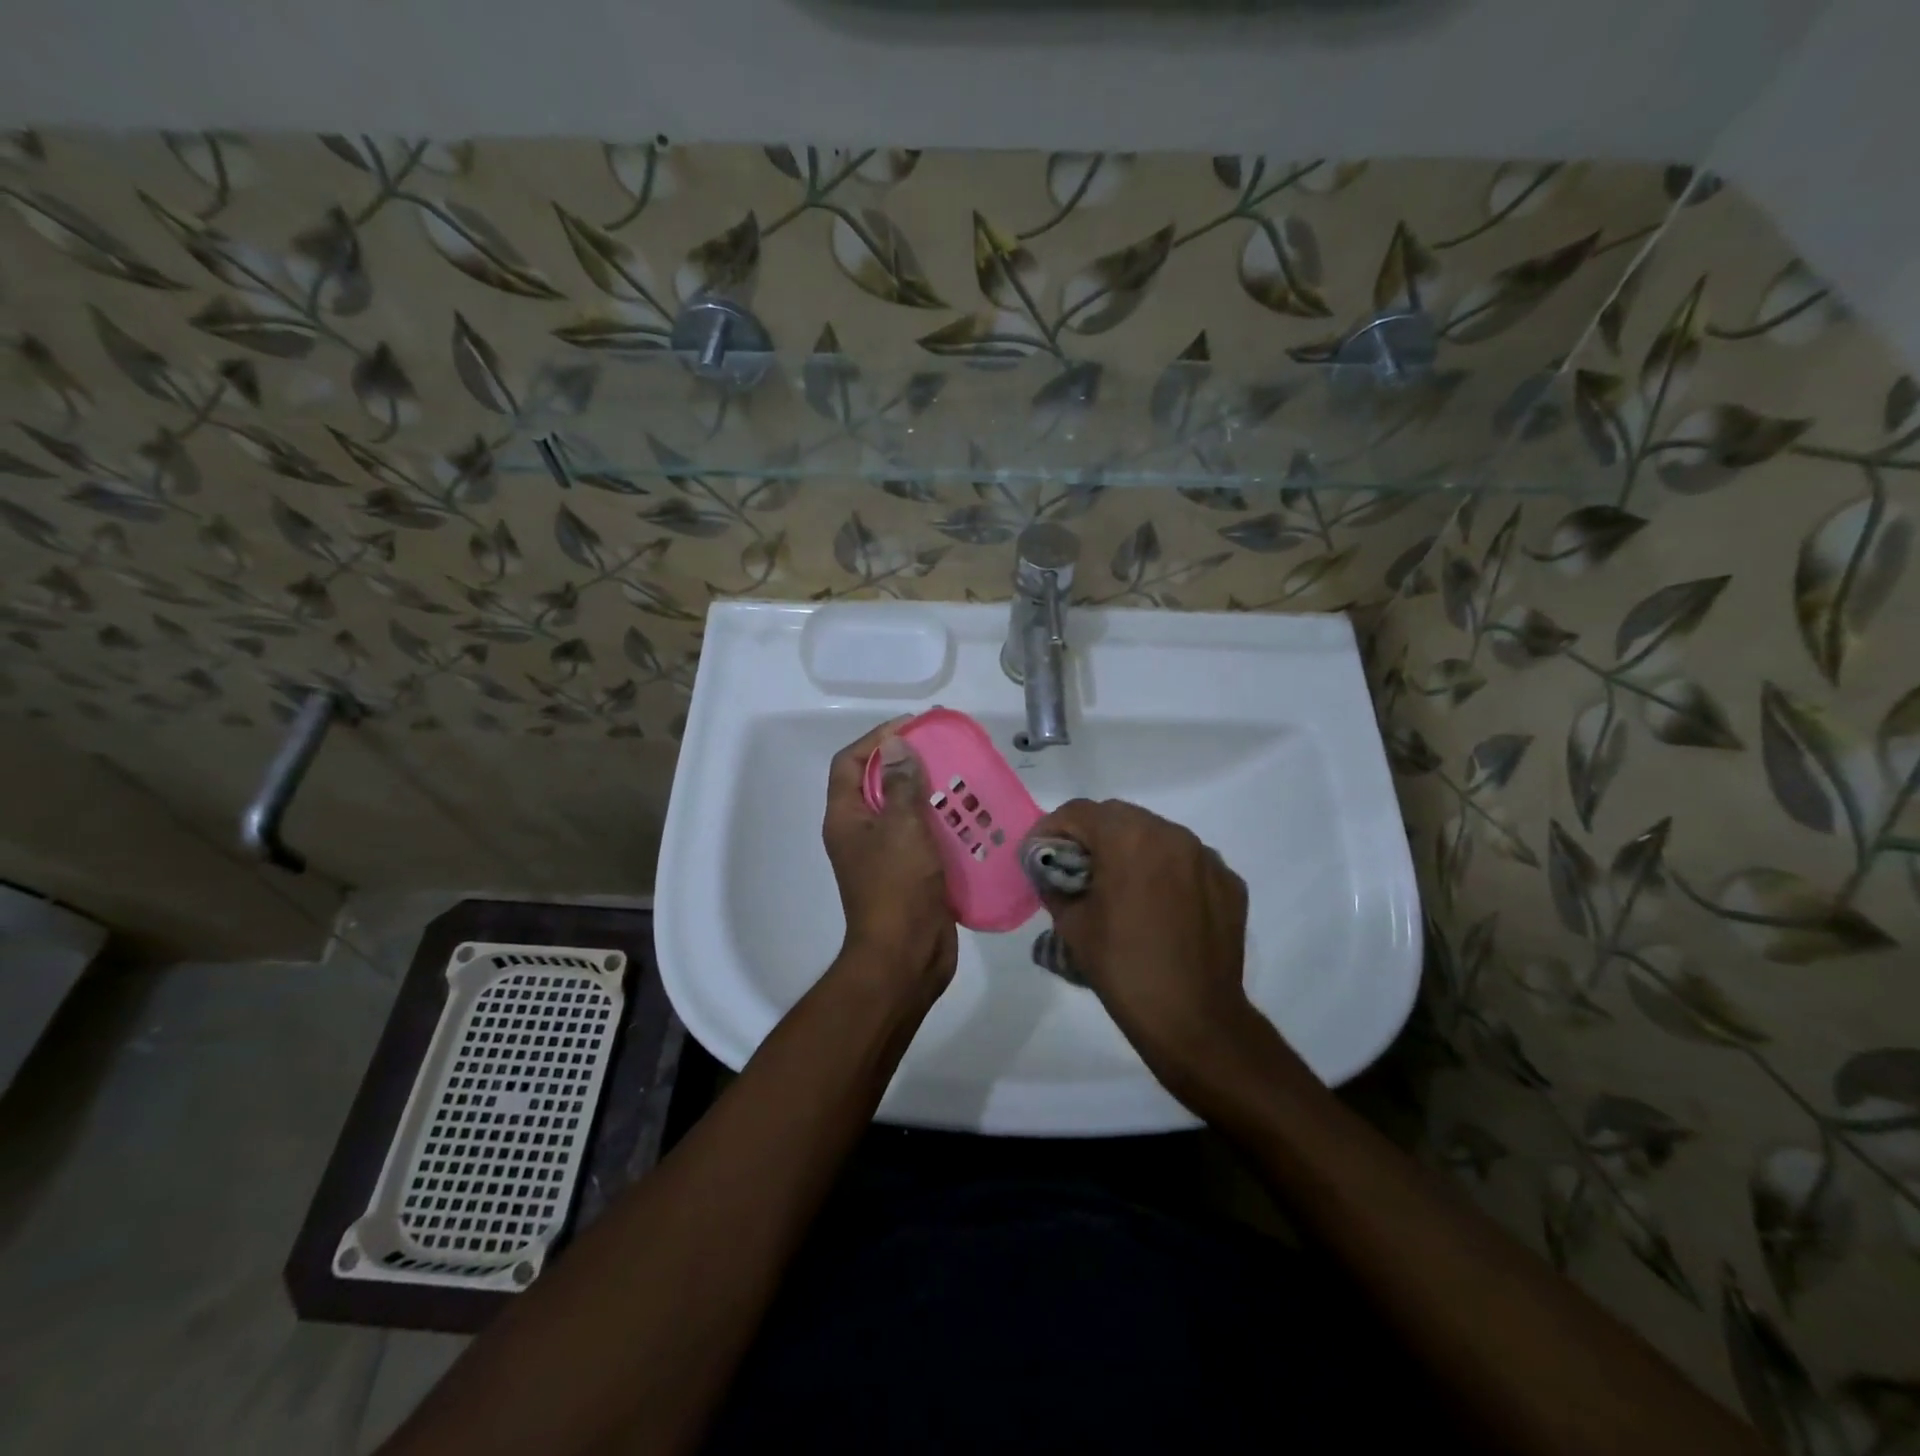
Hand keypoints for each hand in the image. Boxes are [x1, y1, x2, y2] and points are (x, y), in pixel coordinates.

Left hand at [822, 718, 957, 992]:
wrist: (906, 957)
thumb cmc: (898, 887)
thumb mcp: (901, 828)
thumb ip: (899, 784)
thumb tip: (894, 744)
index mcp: (846, 818)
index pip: (849, 762)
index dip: (876, 739)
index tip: (913, 726)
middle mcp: (859, 833)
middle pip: (876, 783)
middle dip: (907, 763)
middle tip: (943, 750)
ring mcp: (882, 855)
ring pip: (902, 811)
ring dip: (927, 793)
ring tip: (961, 779)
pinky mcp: (907, 874)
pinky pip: (921, 837)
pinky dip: (940, 824)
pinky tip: (968, 818)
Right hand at [1029, 799, 1279, 1103]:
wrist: (1194, 1019)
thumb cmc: (1123, 968)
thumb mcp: (1072, 925)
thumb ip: (1054, 884)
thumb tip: (1050, 871)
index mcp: (1127, 838)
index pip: (1078, 812)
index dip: (1051, 829)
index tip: (1039, 854)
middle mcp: (1170, 834)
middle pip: (1118, 816)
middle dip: (1091, 835)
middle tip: (1075, 868)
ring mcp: (1205, 856)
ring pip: (1156, 834)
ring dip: (1130, 848)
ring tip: (1119, 885)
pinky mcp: (1229, 881)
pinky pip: (1187, 861)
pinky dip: (1166, 870)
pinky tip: (1158, 905)